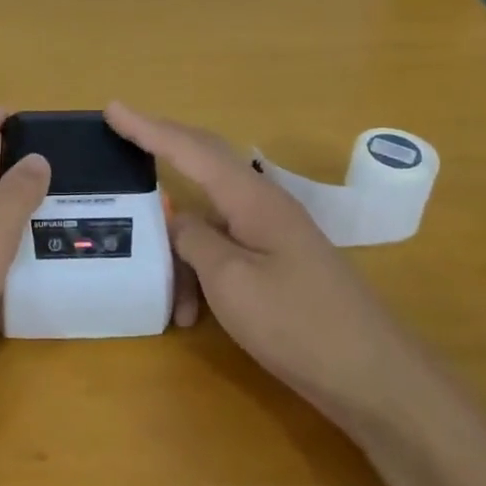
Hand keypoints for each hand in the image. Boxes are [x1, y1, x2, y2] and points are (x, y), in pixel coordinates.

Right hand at [106, 102, 412, 436]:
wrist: (372, 376)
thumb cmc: (298, 324)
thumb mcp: (231, 282)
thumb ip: (195, 241)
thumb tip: (177, 220)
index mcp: (252, 199)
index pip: (191, 149)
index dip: (148, 128)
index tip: (113, 108)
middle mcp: (263, 206)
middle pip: (204, 165)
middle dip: (162, 152)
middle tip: (122, 140)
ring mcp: (273, 235)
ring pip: (210, 223)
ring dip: (181, 254)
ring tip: (170, 303)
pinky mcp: (278, 264)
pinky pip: (225, 251)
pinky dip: (201, 275)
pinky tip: (193, 315)